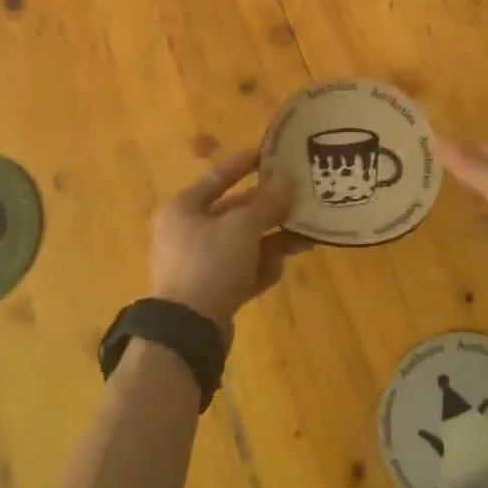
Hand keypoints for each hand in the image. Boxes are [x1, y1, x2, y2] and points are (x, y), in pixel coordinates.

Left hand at [151, 147, 314, 326]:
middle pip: (234, 213)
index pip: (218, 177)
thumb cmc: (210, 263)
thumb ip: (268, 201)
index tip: (272, 155)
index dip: (245, 164)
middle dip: (268, 210)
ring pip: (242, 244)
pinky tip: (279, 269)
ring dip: (271, 240)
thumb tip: (287, 179)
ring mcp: (198, 264)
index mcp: (183, 208)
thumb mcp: (243, 226)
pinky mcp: (209, 293)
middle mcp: (187, 233)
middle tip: (298, 201)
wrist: (187, 332)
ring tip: (304, 239)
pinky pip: (240, 271)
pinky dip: (259, 268)